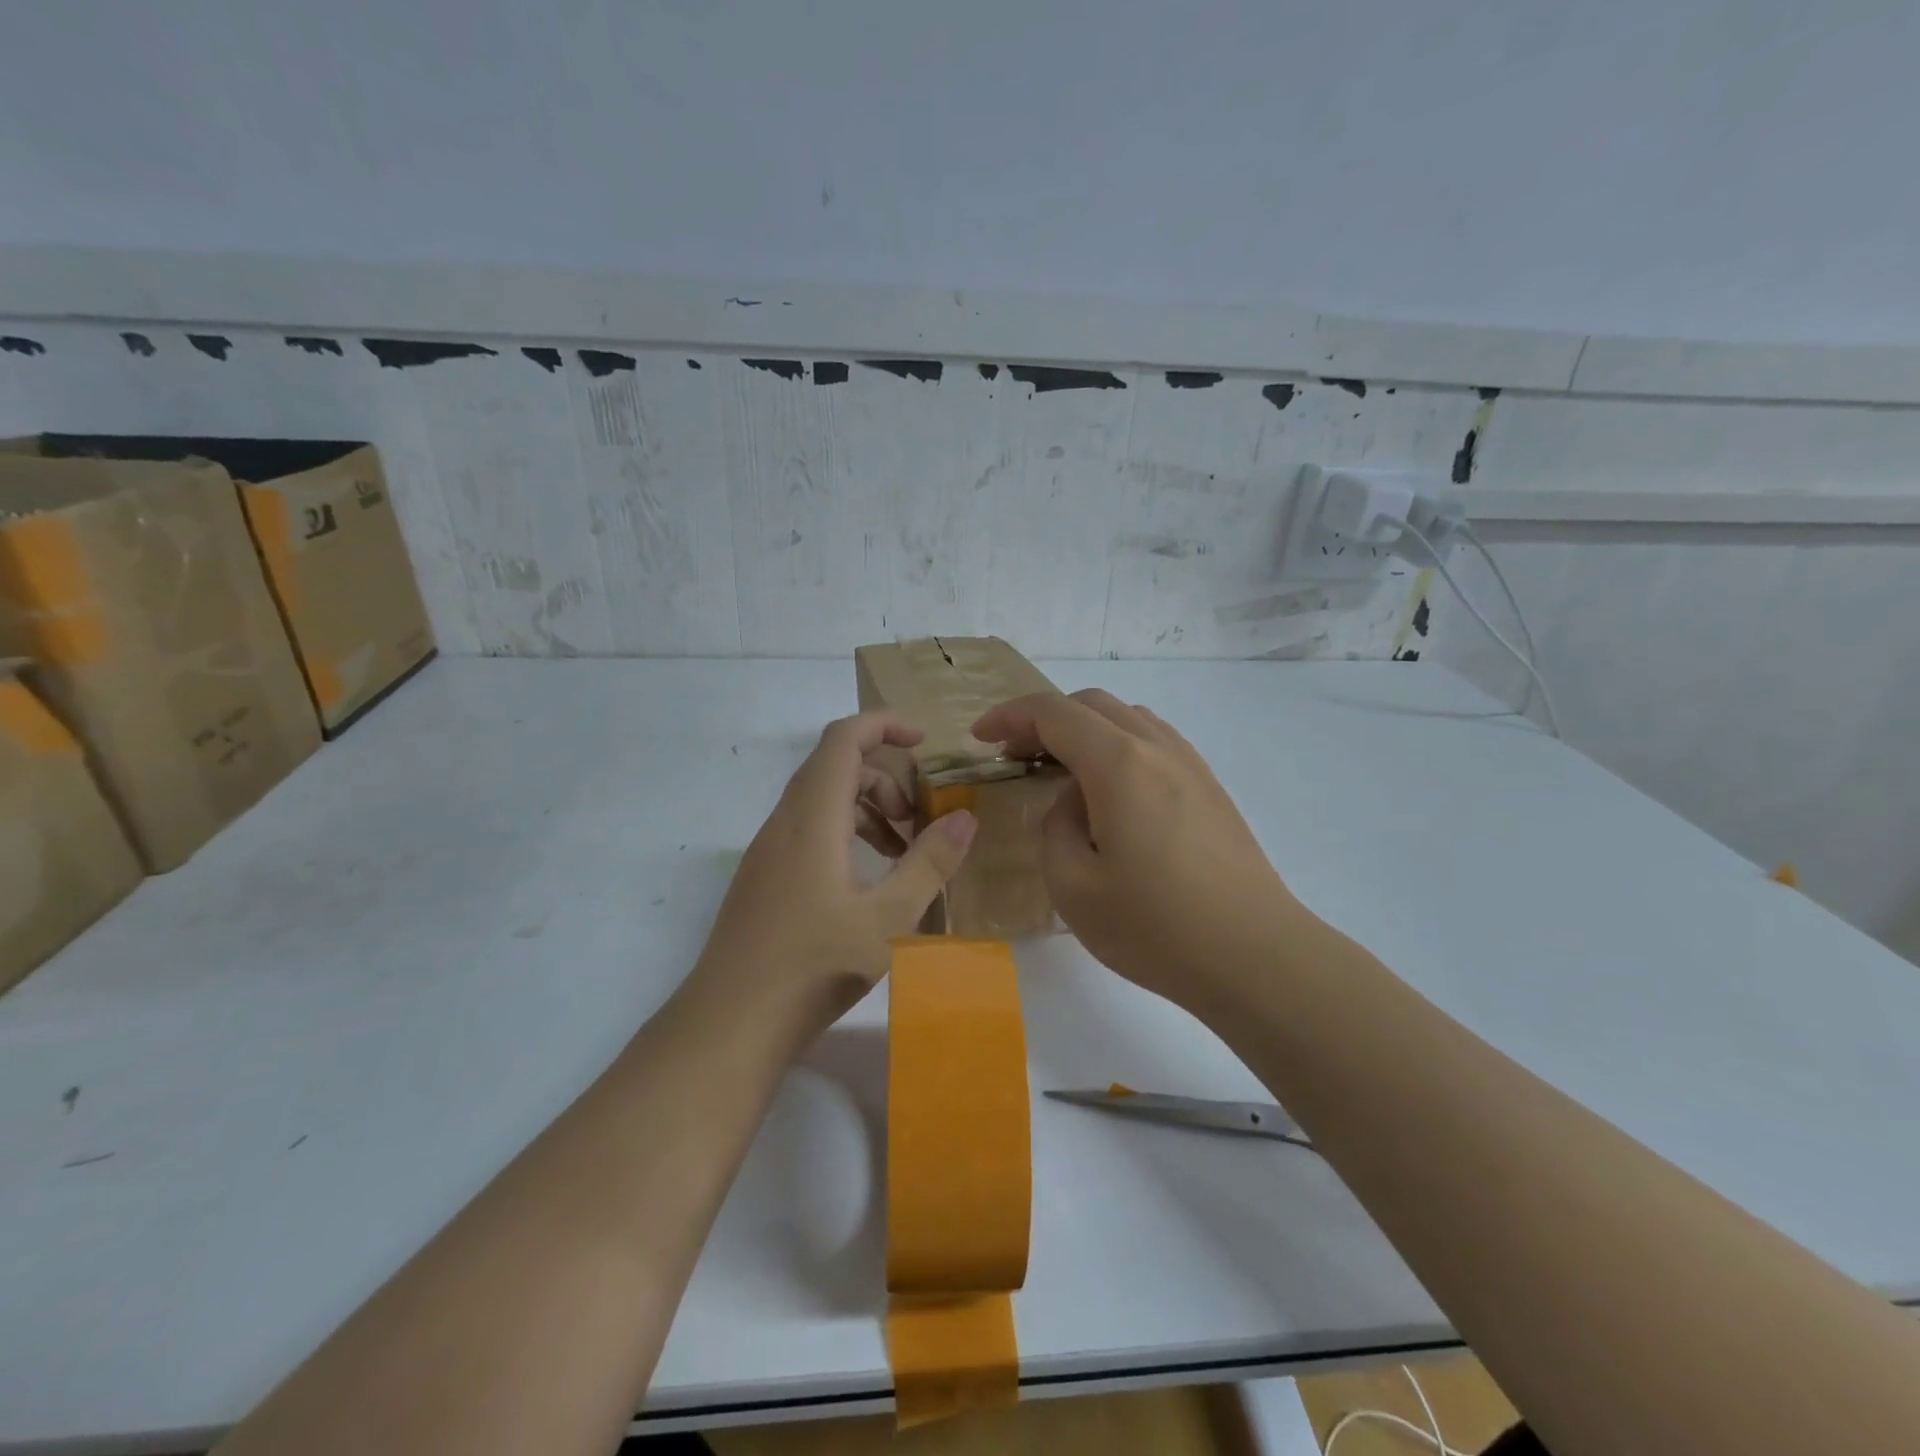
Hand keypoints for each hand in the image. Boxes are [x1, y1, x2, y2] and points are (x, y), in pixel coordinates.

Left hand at [687, 712, 976, 1046]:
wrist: (731, 1022)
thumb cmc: (815, 965)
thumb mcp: (889, 917)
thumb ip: (930, 863)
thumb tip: (964, 817)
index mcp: (813, 817)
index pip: (844, 738)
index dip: (885, 724)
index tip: (925, 741)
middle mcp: (785, 821)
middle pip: (835, 766)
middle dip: (885, 778)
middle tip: (919, 819)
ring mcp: (769, 849)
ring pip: (821, 800)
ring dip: (865, 810)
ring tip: (901, 853)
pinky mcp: (764, 876)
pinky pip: (808, 830)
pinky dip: (844, 834)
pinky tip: (866, 882)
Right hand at [971, 690, 1298, 1014]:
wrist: (1255, 956)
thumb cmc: (1156, 927)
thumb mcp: (1073, 887)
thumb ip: (1055, 828)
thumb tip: (1072, 802)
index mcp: (1119, 764)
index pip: (1053, 713)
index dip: (1010, 717)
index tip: (981, 738)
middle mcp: (1157, 748)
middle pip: (1091, 704)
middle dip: (1043, 719)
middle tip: (1014, 755)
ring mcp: (1191, 764)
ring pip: (1126, 718)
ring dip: (1083, 729)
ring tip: (1059, 770)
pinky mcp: (1210, 787)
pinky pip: (1153, 741)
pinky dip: (1117, 745)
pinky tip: (1109, 790)